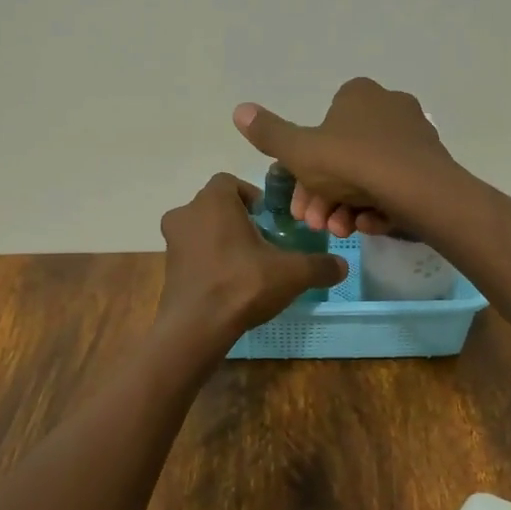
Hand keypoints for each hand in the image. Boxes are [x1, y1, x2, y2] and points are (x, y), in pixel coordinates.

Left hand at [157, 173, 348, 339]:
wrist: (196, 327)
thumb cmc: (242, 284)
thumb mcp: (291, 273)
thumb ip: (318, 266)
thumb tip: (342, 266)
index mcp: (213, 201)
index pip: (230, 182)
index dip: (251, 196)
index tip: (268, 218)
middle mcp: (187, 213)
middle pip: (215, 206)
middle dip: (237, 219)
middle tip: (261, 241)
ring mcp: (172, 242)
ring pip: (201, 230)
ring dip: (220, 240)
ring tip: (247, 264)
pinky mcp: (168, 268)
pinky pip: (192, 254)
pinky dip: (208, 262)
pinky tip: (228, 284)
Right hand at [232, 77, 458, 237]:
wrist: (421, 192)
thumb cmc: (354, 163)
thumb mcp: (300, 152)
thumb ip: (270, 133)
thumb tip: (239, 109)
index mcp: (358, 95)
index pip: (322, 126)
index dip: (305, 165)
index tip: (298, 197)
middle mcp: (388, 108)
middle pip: (343, 156)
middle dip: (324, 194)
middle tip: (315, 222)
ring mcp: (413, 136)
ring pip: (367, 175)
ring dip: (347, 205)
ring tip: (341, 230)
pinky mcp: (430, 165)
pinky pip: (394, 186)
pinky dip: (377, 207)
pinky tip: (369, 225)